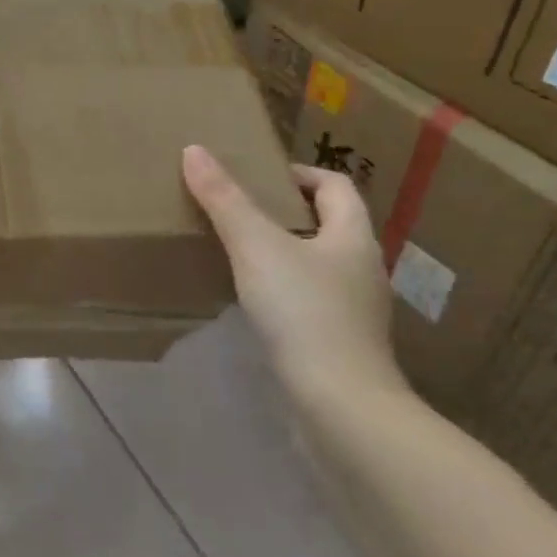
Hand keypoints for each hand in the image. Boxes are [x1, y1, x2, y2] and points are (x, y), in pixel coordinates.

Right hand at [182, 145, 406, 400]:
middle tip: (236, 208)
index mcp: (353, 237)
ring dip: (281, 251)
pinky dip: (281, 289)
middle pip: (327, 224)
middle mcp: (361, 268)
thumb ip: (224, 200)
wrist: (339, 405)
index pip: (335, 186)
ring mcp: (354, 310)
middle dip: (284, 212)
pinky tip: (250, 300)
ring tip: (235, 251)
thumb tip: (195, 151)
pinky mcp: (338, 343)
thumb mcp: (256, 247)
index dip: (298, 173)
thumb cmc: (304, 312)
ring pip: (317, 264)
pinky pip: (308, 300)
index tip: (255, 175)